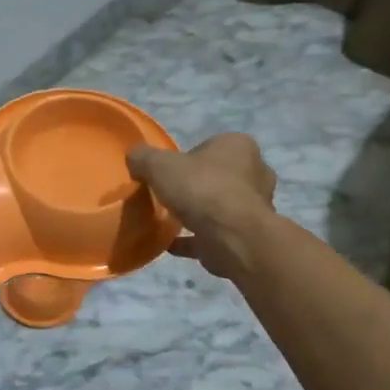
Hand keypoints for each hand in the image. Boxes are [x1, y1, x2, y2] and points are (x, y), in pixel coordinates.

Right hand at [126, 133, 276, 278]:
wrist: (231, 236)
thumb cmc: (201, 188)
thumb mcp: (159, 165)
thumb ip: (144, 158)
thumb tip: (134, 157)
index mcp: (239, 146)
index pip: (212, 145)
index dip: (189, 157)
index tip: (170, 171)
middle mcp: (254, 172)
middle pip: (219, 176)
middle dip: (197, 185)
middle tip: (171, 194)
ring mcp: (254, 207)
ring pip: (220, 206)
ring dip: (199, 212)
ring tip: (170, 220)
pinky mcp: (245, 235)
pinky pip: (213, 234)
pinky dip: (194, 239)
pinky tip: (170, 244)